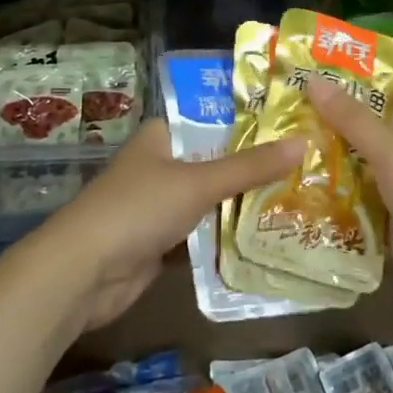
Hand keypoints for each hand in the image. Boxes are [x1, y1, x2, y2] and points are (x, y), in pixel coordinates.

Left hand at [32, 119, 305, 331]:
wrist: (83, 273)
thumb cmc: (137, 209)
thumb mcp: (197, 183)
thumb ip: (249, 167)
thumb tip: (302, 142)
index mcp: (162, 135)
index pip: (213, 118)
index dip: (251, 122)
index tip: (294, 124)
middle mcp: (161, 163)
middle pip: (216, 161)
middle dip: (254, 168)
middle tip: (308, 165)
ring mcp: (160, 204)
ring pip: (211, 199)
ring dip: (244, 204)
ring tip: (300, 198)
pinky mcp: (161, 241)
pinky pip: (203, 233)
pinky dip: (227, 236)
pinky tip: (267, 236)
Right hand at [308, 63, 392, 339]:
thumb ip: (354, 119)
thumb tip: (313, 80)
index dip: (364, 58)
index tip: (319, 50)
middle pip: (371, 111)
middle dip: (333, 101)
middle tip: (285, 88)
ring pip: (358, 149)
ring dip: (326, 140)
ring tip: (278, 124)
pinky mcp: (387, 208)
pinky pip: (355, 184)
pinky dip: (330, 177)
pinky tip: (292, 169)